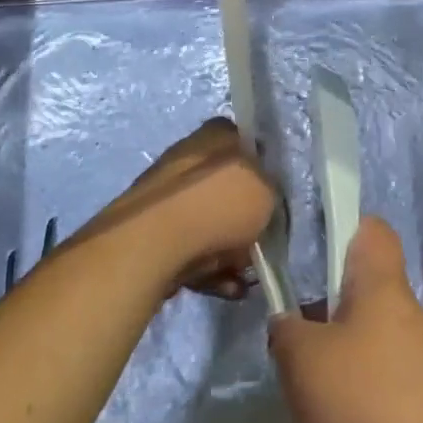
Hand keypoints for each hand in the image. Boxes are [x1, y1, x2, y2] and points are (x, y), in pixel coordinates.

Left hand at [83, 118, 275, 299]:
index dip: (261, 170)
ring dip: (229, 251)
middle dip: (244, 221)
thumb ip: (270, 190)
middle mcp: (189, 156)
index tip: (272, 198)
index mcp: (216, 134)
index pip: (245, 143)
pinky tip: (224, 288)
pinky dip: (208, 268)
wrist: (155, 242)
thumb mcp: (268, 191)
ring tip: (241, 278)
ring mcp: (166, 194)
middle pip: (227, 188)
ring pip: (209, 222)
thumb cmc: (219, 205)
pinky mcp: (150, 230)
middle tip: (259, 243)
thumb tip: (262, 198)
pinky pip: (190, 247)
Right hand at [270, 218, 422, 422]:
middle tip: (291, 329)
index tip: (310, 246)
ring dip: (336, 355)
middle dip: (326, 305)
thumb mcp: (302, 361)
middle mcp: (407, 314)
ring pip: (368, 338)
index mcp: (382, 286)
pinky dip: (354, 395)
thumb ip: (286, 330)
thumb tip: (287, 322)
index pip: (371, 229)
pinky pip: (380, 381)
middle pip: (364, 289)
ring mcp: (420, 361)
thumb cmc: (363, 404)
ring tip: (303, 383)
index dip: (342, 227)